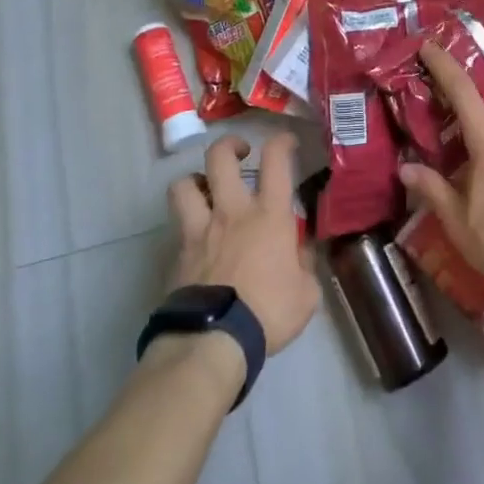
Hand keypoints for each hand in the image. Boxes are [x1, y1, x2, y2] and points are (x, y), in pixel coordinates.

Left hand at [167, 133, 318, 356]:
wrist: (213, 340)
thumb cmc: (267, 313)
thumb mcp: (306, 293)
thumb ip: (304, 264)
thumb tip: (299, 251)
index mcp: (269, 214)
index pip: (276, 160)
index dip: (282, 142)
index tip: (287, 143)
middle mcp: (232, 211)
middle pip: (220, 157)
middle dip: (230, 146)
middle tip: (240, 154)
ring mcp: (200, 229)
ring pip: (185, 184)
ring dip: (195, 180)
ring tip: (206, 189)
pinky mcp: (178, 252)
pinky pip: (177, 225)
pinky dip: (186, 223)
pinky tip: (196, 237)